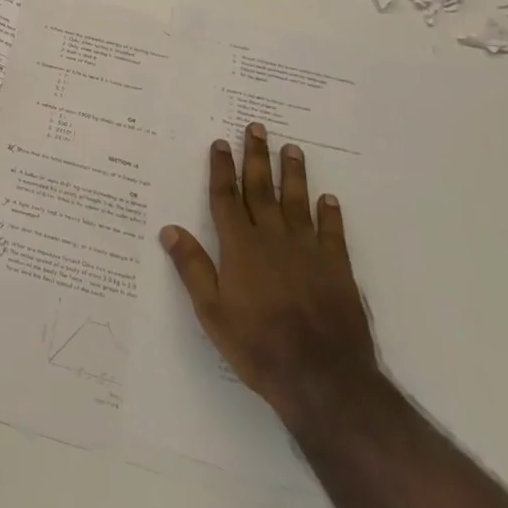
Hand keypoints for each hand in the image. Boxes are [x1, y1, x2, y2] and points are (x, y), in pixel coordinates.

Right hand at [159, 122, 377, 428]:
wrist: (323, 378)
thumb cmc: (258, 345)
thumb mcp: (212, 312)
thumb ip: (192, 268)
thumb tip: (169, 229)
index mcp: (240, 248)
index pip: (226, 199)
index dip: (222, 170)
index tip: (220, 143)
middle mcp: (273, 240)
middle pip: (261, 190)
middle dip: (256, 158)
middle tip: (257, 128)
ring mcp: (308, 252)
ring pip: (297, 203)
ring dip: (293, 174)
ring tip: (292, 149)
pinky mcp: (337, 269)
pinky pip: (332, 232)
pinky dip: (330, 213)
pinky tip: (328, 198)